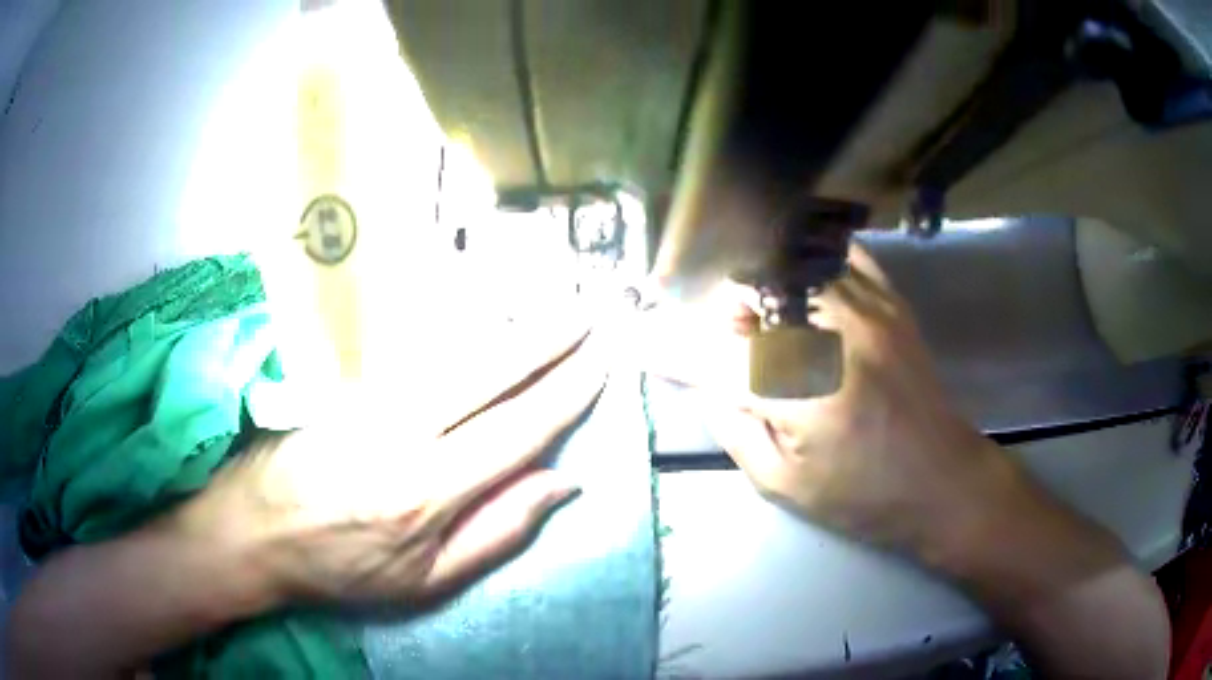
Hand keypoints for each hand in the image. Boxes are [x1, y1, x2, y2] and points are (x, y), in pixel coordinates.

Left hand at [172, 327, 605, 608]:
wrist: (256, 529)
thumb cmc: (344, 567)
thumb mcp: (426, 581)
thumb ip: (497, 532)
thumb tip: (561, 483)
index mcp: (429, 491)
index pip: (516, 431)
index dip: (563, 395)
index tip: (600, 363)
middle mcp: (404, 432)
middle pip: (488, 373)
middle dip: (546, 339)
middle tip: (588, 311)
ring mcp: (370, 398)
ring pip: (453, 350)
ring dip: (508, 324)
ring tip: (551, 302)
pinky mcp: (348, 383)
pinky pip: (417, 349)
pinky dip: (461, 327)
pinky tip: (486, 311)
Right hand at [656, 245, 1026, 559]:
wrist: (942, 480)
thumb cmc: (861, 497)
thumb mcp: (781, 482)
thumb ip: (731, 423)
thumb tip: (696, 378)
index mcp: (802, 392)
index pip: (711, 353)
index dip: (664, 345)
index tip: (631, 339)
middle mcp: (833, 333)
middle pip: (748, 289)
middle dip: (717, 313)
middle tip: (716, 343)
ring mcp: (867, 306)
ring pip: (787, 262)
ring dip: (757, 287)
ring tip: (759, 320)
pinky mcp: (890, 299)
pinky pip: (836, 253)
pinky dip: (806, 262)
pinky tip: (799, 287)